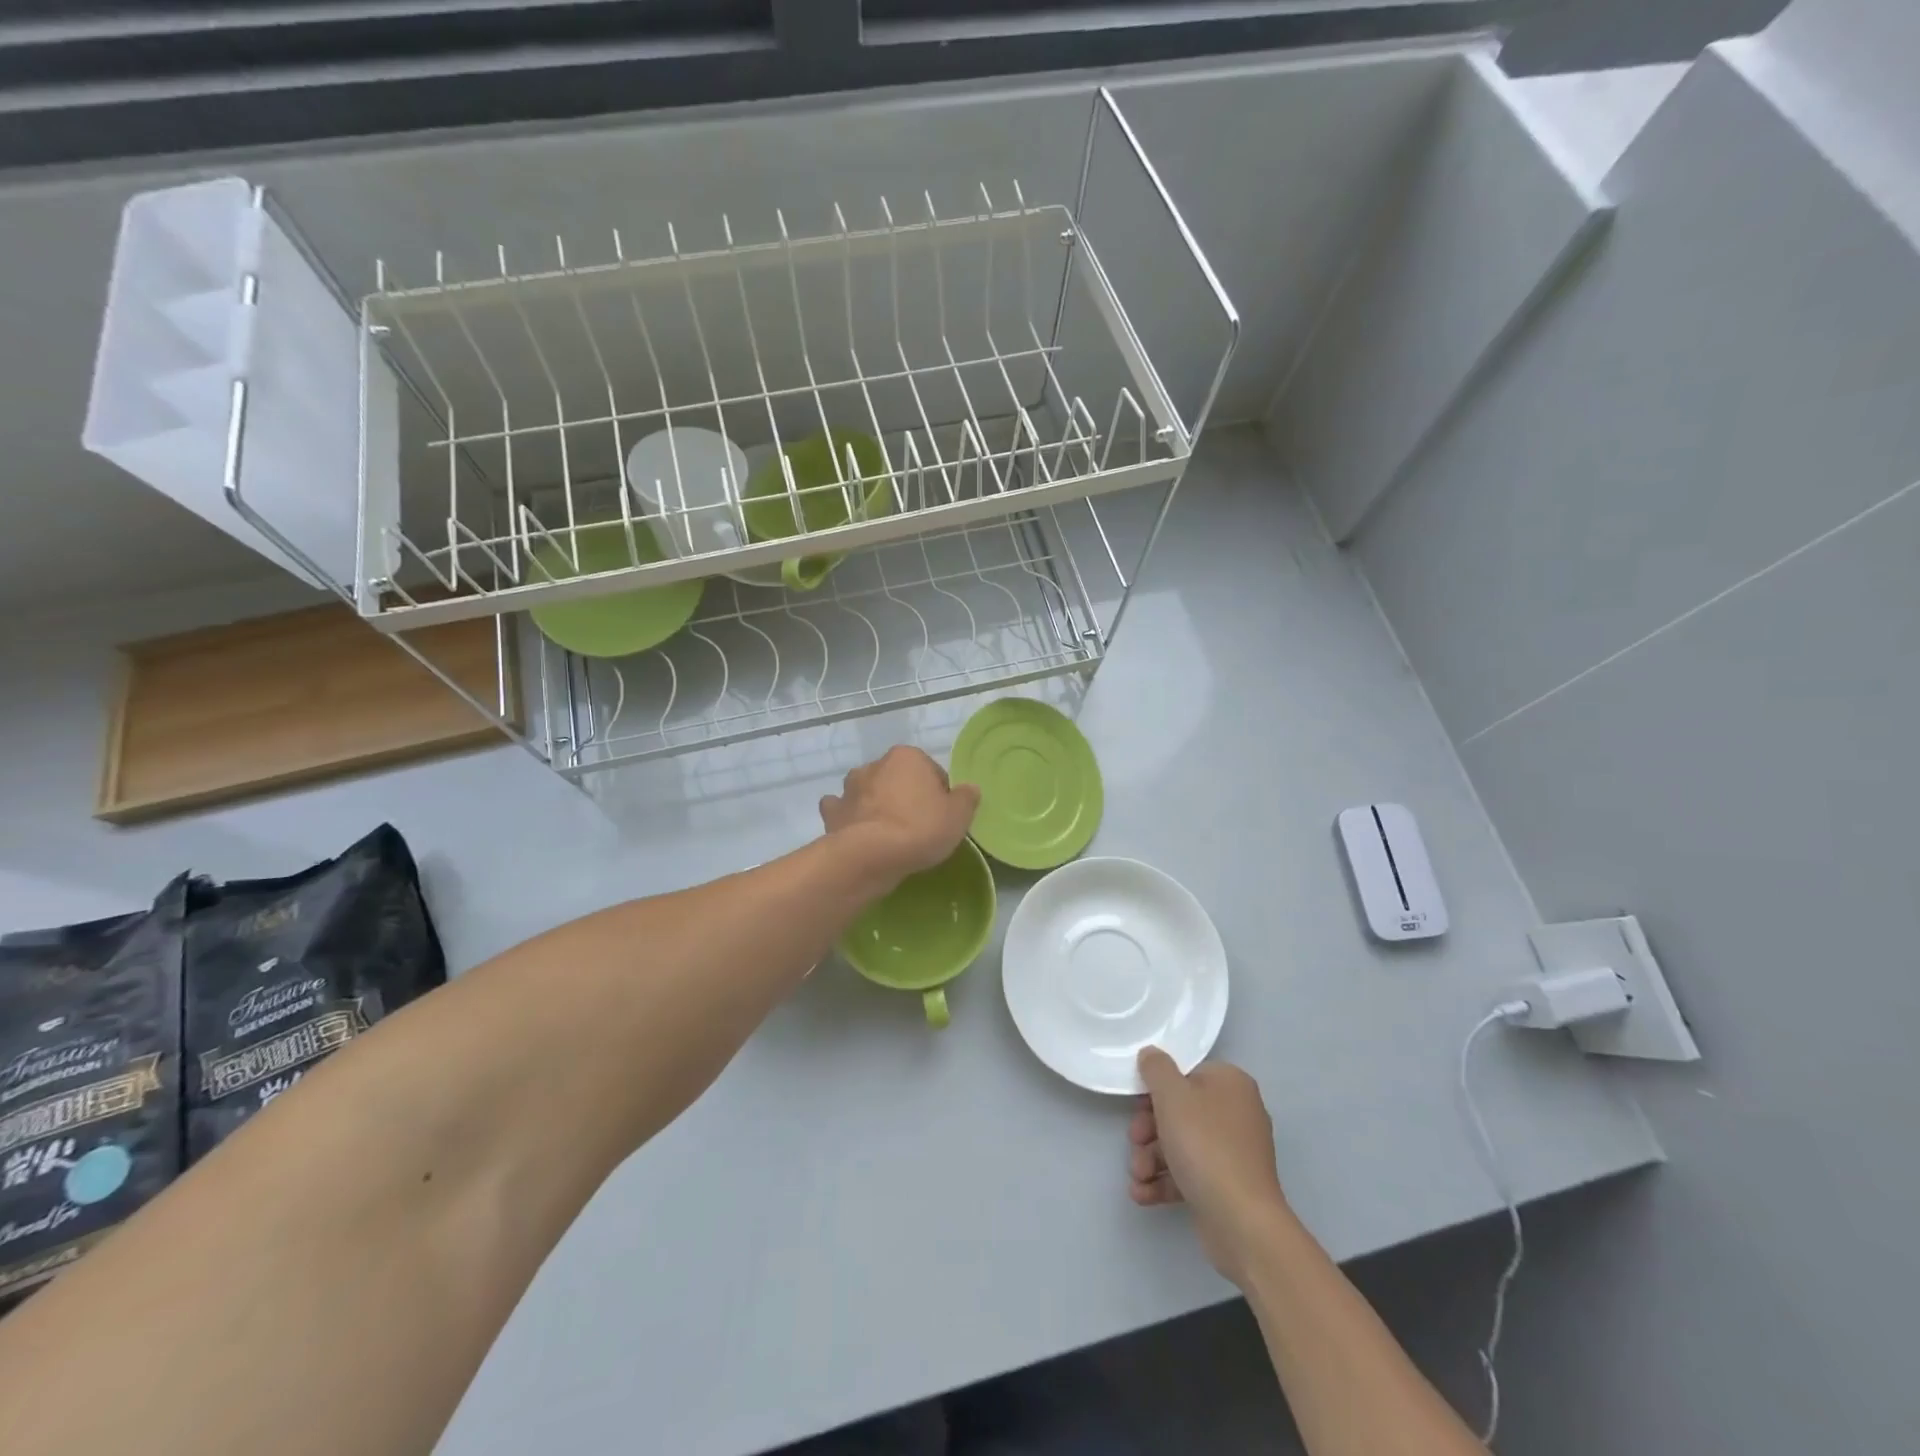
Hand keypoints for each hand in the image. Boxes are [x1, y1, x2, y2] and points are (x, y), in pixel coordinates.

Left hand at [820, 746, 979, 888]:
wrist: (870, 855)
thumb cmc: (919, 829)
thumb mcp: (958, 816)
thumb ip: (967, 798)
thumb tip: (969, 788)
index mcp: (908, 756)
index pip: (932, 772)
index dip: (939, 795)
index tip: (942, 817)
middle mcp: (876, 764)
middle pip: (898, 779)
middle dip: (906, 796)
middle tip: (918, 826)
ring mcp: (849, 787)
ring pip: (869, 791)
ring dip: (876, 803)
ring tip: (887, 832)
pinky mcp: (832, 811)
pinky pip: (844, 809)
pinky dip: (850, 817)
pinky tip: (858, 832)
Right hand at [1130, 1048, 1292, 1285]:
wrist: (1242, 1221)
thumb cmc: (1205, 1145)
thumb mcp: (1172, 1095)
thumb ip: (1156, 1068)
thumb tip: (1152, 1055)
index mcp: (1231, 1084)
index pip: (1186, 1074)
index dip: (1157, 1089)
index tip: (1137, 1105)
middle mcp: (1237, 1113)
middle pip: (1180, 1111)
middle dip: (1148, 1130)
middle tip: (1134, 1142)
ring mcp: (1234, 1152)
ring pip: (1181, 1144)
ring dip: (1151, 1158)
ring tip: (1138, 1176)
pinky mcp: (1227, 1186)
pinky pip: (1190, 1174)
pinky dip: (1165, 1181)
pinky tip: (1142, 1194)